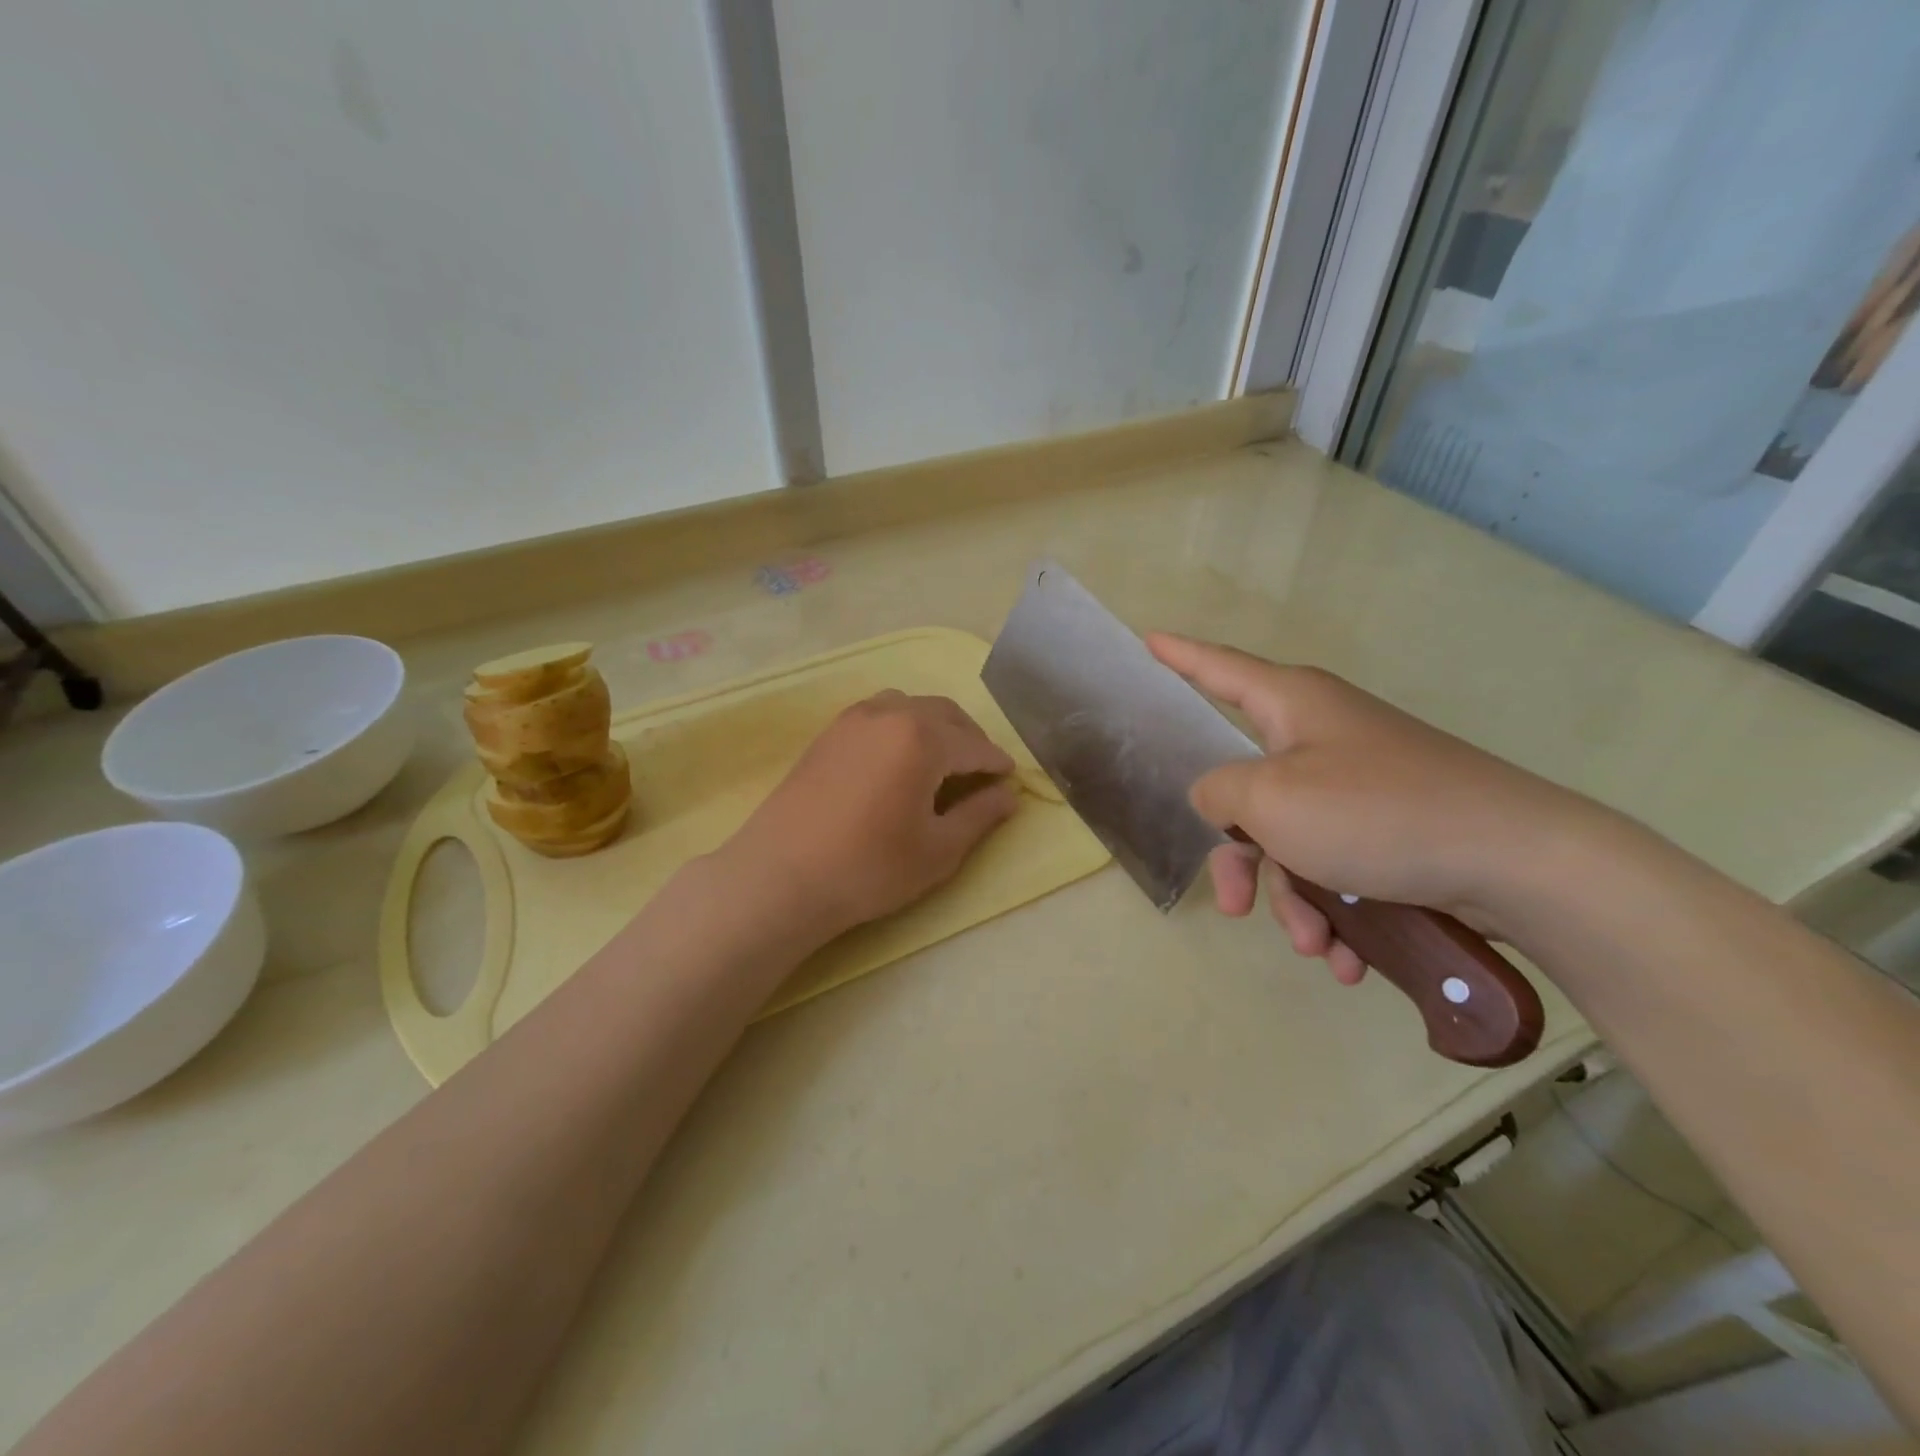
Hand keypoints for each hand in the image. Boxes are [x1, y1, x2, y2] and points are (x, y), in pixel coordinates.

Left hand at [718, 690, 1020, 942]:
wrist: (781, 876)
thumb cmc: (869, 868)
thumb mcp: (938, 850)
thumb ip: (979, 816)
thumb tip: (1008, 795)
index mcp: (923, 738)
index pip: (975, 745)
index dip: (997, 764)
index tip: (1010, 780)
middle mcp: (890, 713)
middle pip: (945, 714)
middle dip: (970, 739)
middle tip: (981, 773)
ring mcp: (853, 719)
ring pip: (910, 707)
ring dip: (936, 727)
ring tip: (942, 762)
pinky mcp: (828, 733)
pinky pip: (879, 713)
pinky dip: (903, 726)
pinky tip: (900, 760)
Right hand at [1147, 633, 1601, 982]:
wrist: (1522, 863)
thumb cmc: (1377, 813)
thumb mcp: (1271, 800)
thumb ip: (1220, 792)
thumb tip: (1217, 797)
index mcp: (1292, 706)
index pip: (1218, 668)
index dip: (1180, 655)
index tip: (1149, 638)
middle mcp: (1324, 736)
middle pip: (1249, 789)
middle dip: (1240, 857)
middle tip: (1233, 904)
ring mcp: (1362, 783)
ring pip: (1293, 840)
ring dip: (1294, 900)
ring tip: (1317, 948)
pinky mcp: (1395, 826)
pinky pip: (1339, 865)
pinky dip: (1337, 911)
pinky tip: (1348, 958)